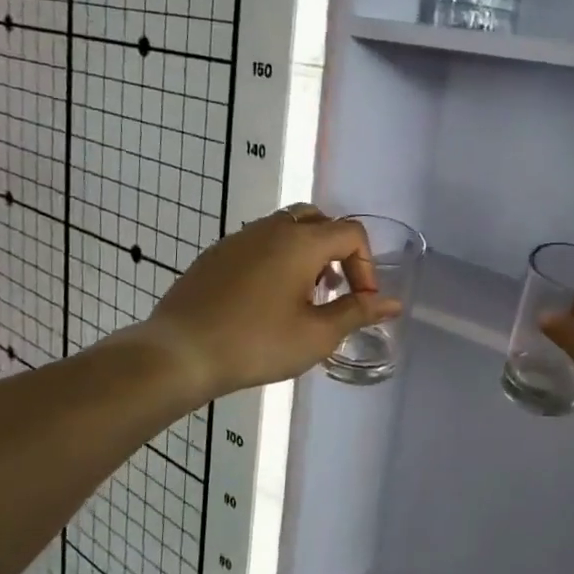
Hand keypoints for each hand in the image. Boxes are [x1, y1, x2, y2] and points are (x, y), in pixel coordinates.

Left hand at [146, 205, 401, 398]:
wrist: (181, 352)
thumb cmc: (257, 343)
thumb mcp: (317, 334)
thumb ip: (358, 312)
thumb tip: (392, 303)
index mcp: (301, 241)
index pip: (351, 233)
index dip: (366, 265)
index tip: (360, 301)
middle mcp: (271, 228)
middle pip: (318, 221)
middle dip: (336, 251)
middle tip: (334, 289)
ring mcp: (239, 238)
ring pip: (286, 228)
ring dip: (306, 253)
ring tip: (304, 296)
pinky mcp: (216, 253)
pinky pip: (259, 242)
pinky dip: (277, 258)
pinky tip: (267, 299)